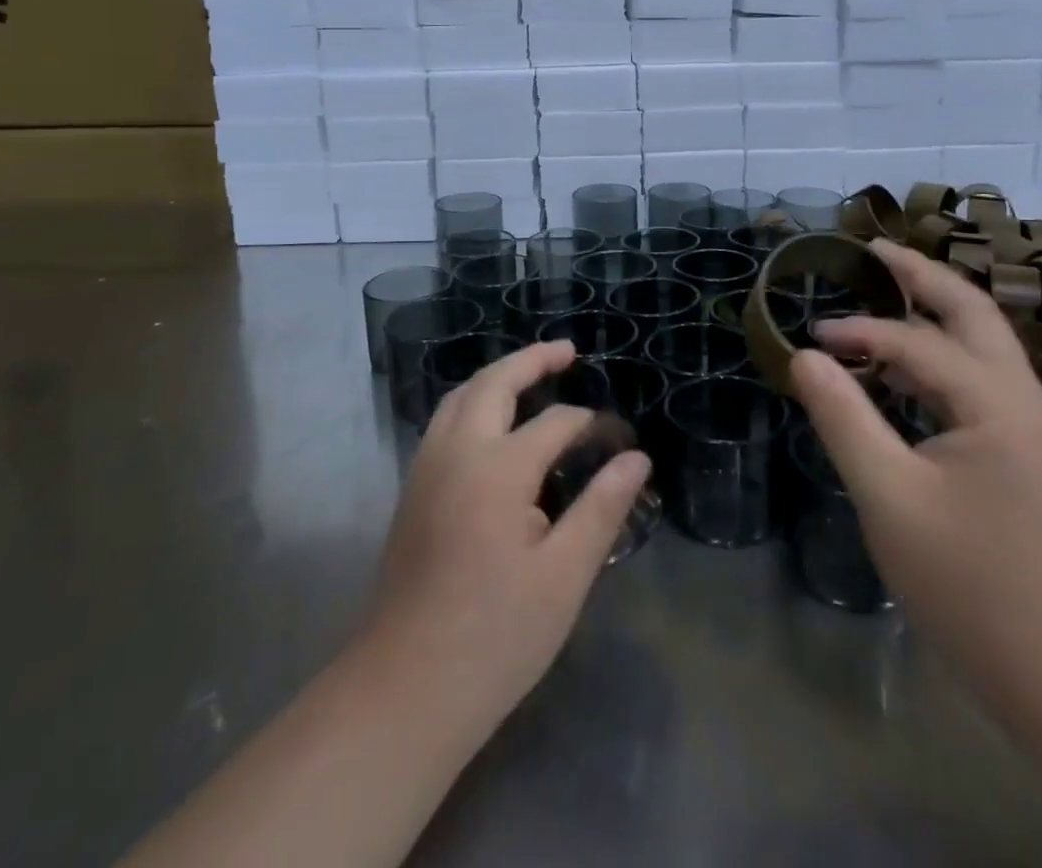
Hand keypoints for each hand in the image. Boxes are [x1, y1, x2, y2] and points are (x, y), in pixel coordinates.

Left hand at [363, 340, 650, 730]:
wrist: (405, 690)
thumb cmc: (496, 636)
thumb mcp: (565, 576)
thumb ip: (602, 508)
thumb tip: (636, 458)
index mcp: (498, 468)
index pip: (556, 424)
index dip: (592, 425)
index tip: (621, 440)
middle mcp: (456, 452)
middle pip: (493, 384)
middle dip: (531, 360)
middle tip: (567, 351)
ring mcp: (426, 469)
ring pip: (459, 397)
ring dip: (496, 377)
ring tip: (530, 375)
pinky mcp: (411, 491)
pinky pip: (444, 422)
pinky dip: (472, 402)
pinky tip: (491, 424)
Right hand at [791, 240, 1041, 682]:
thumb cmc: (966, 582)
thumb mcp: (888, 497)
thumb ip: (843, 418)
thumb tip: (805, 356)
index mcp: (998, 403)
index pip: (918, 342)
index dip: (860, 331)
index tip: (812, 336)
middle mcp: (1024, 398)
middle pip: (972, 311)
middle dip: (921, 275)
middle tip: (872, 249)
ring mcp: (1031, 422)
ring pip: (981, 341)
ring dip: (933, 309)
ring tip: (882, 289)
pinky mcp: (1025, 446)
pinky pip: (978, 376)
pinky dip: (938, 353)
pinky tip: (901, 365)